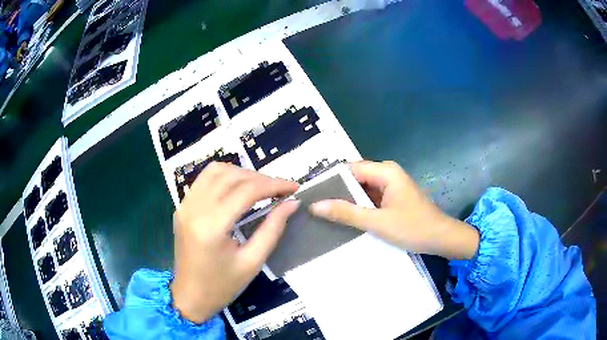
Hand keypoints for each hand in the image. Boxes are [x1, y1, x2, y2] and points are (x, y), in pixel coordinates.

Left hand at [171, 162, 298, 323]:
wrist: (189, 296)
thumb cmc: (222, 286)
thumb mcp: (253, 262)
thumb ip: (273, 229)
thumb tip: (292, 203)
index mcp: (211, 226)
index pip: (246, 191)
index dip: (274, 185)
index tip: (294, 187)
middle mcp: (194, 208)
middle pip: (231, 176)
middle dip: (260, 178)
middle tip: (280, 189)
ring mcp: (184, 205)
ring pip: (215, 171)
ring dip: (241, 173)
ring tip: (260, 187)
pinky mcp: (182, 207)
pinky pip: (203, 180)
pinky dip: (224, 177)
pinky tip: (237, 188)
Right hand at [310, 161, 478, 259]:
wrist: (441, 239)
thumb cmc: (413, 228)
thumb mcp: (377, 222)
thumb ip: (346, 213)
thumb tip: (315, 205)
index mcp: (385, 171)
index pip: (349, 169)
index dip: (330, 181)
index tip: (311, 195)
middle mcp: (387, 173)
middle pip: (355, 178)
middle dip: (337, 192)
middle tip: (314, 207)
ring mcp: (391, 186)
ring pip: (362, 189)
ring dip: (347, 201)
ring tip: (323, 214)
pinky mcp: (393, 198)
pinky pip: (371, 198)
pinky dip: (359, 207)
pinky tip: (345, 218)